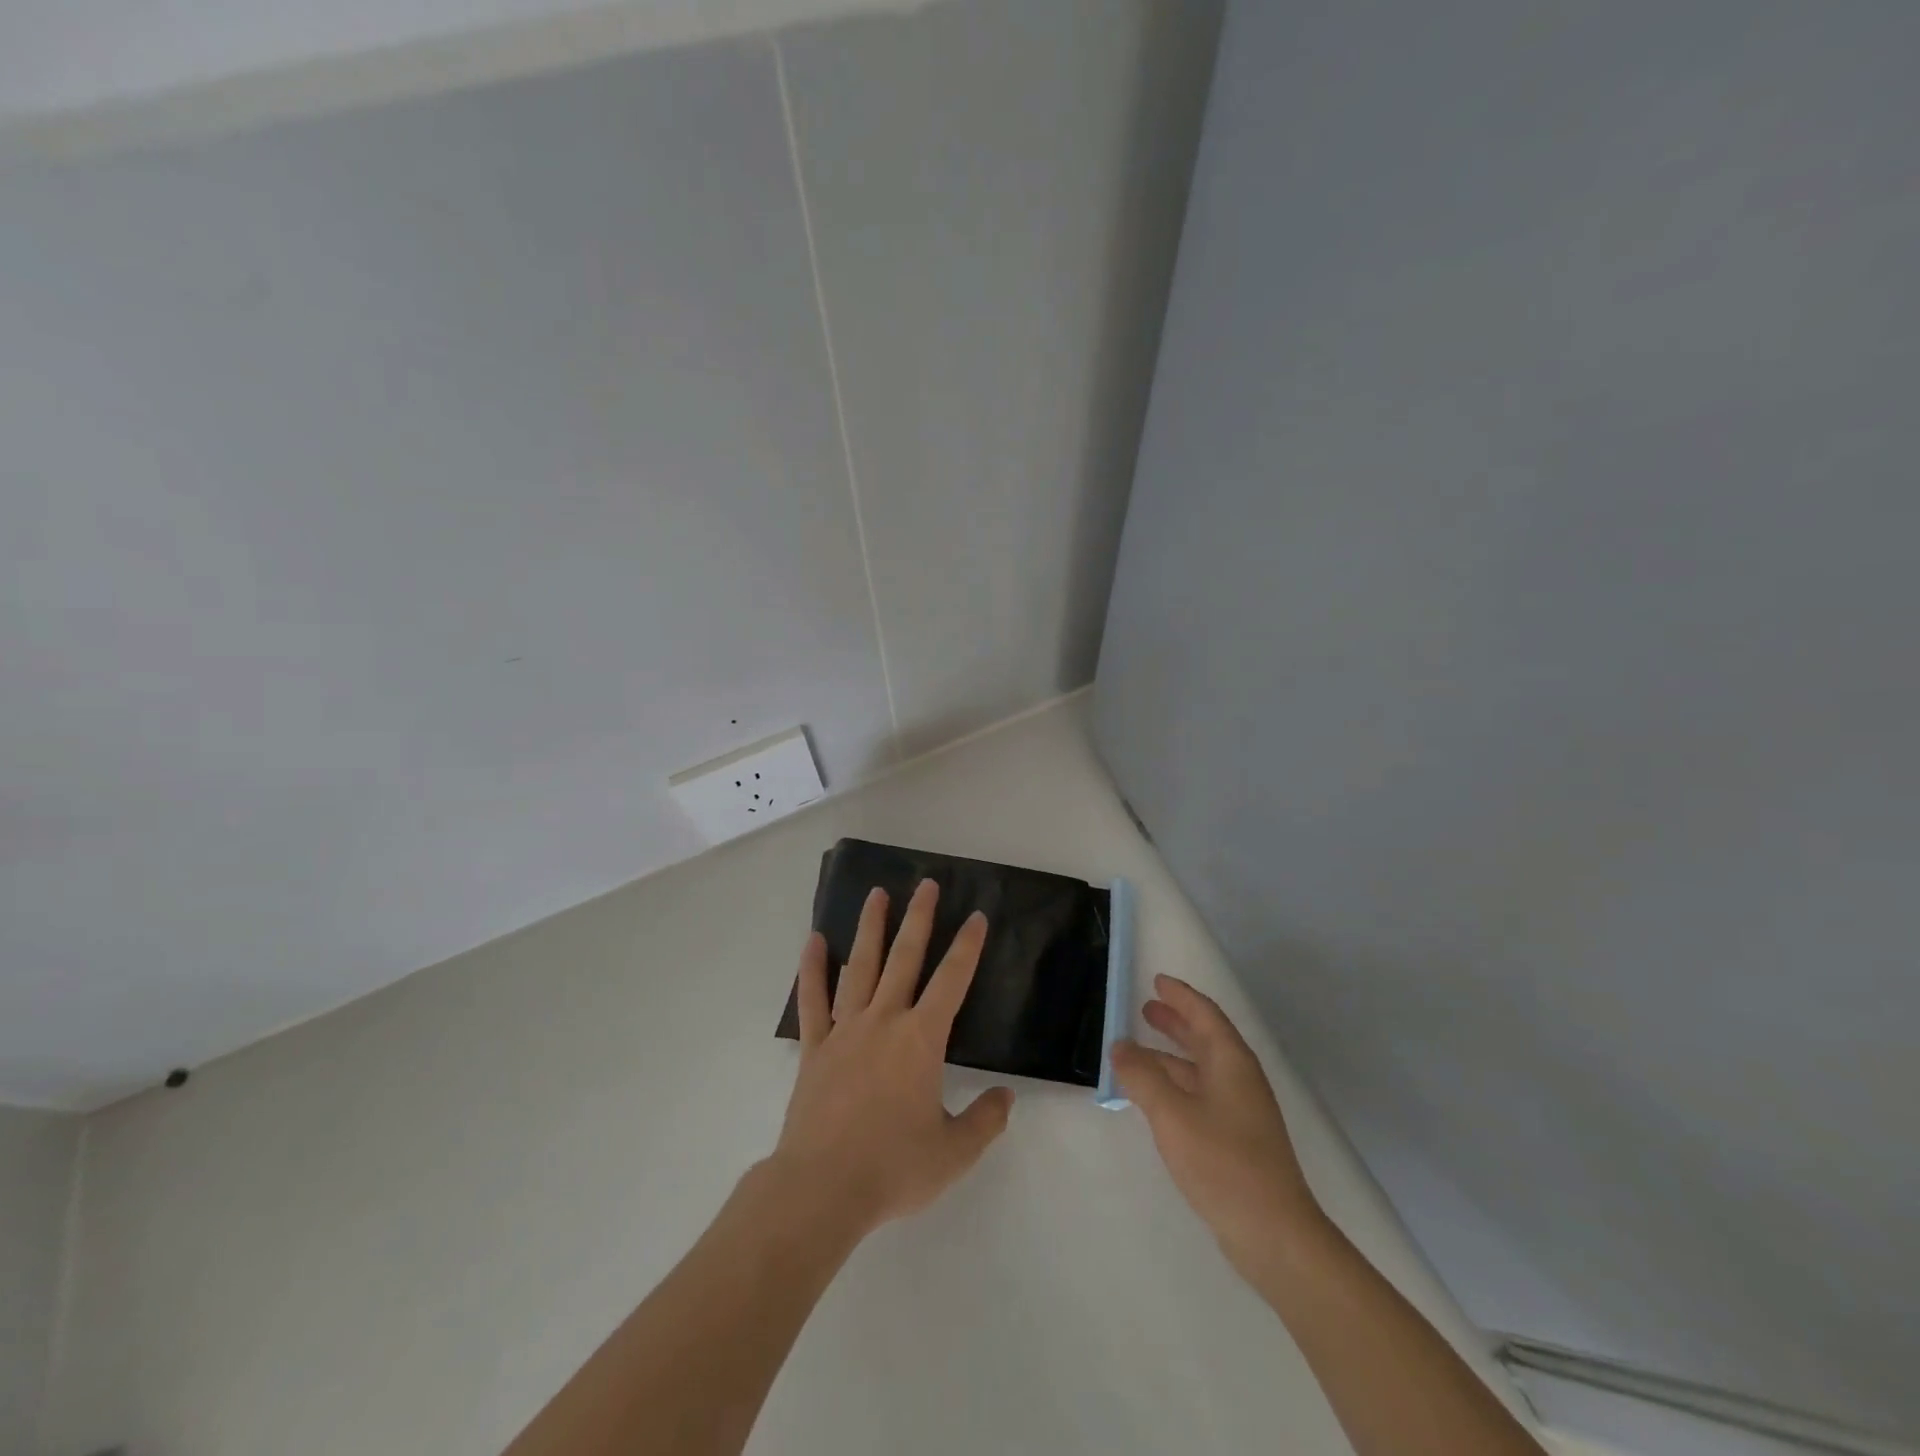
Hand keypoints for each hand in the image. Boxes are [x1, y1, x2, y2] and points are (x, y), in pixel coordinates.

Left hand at [770, 881, 1013, 1237]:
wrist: (822, 1188)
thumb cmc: (893, 1168)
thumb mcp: (953, 1153)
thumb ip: (985, 1121)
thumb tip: (1006, 1097)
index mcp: (921, 1040)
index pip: (952, 981)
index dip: (967, 947)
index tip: (976, 917)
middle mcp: (884, 1021)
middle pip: (905, 958)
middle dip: (919, 919)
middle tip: (926, 884)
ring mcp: (845, 1030)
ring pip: (860, 966)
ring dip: (870, 928)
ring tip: (876, 894)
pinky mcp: (815, 1047)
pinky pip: (813, 999)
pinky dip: (813, 968)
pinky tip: (815, 941)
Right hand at [1112, 975, 1323, 1280]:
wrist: (1274, 1234)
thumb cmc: (1223, 1163)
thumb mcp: (1172, 1114)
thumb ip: (1142, 1076)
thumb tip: (1120, 1045)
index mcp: (1231, 1062)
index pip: (1205, 1014)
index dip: (1181, 996)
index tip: (1157, 981)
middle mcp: (1239, 1079)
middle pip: (1205, 1038)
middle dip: (1176, 1022)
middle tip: (1146, 1009)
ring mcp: (1241, 1111)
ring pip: (1201, 1068)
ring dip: (1171, 1055)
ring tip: (1138, 1051)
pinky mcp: (1237, 1139)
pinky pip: (1200, 1094)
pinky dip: (1176, 1084)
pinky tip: (1155, 1097)